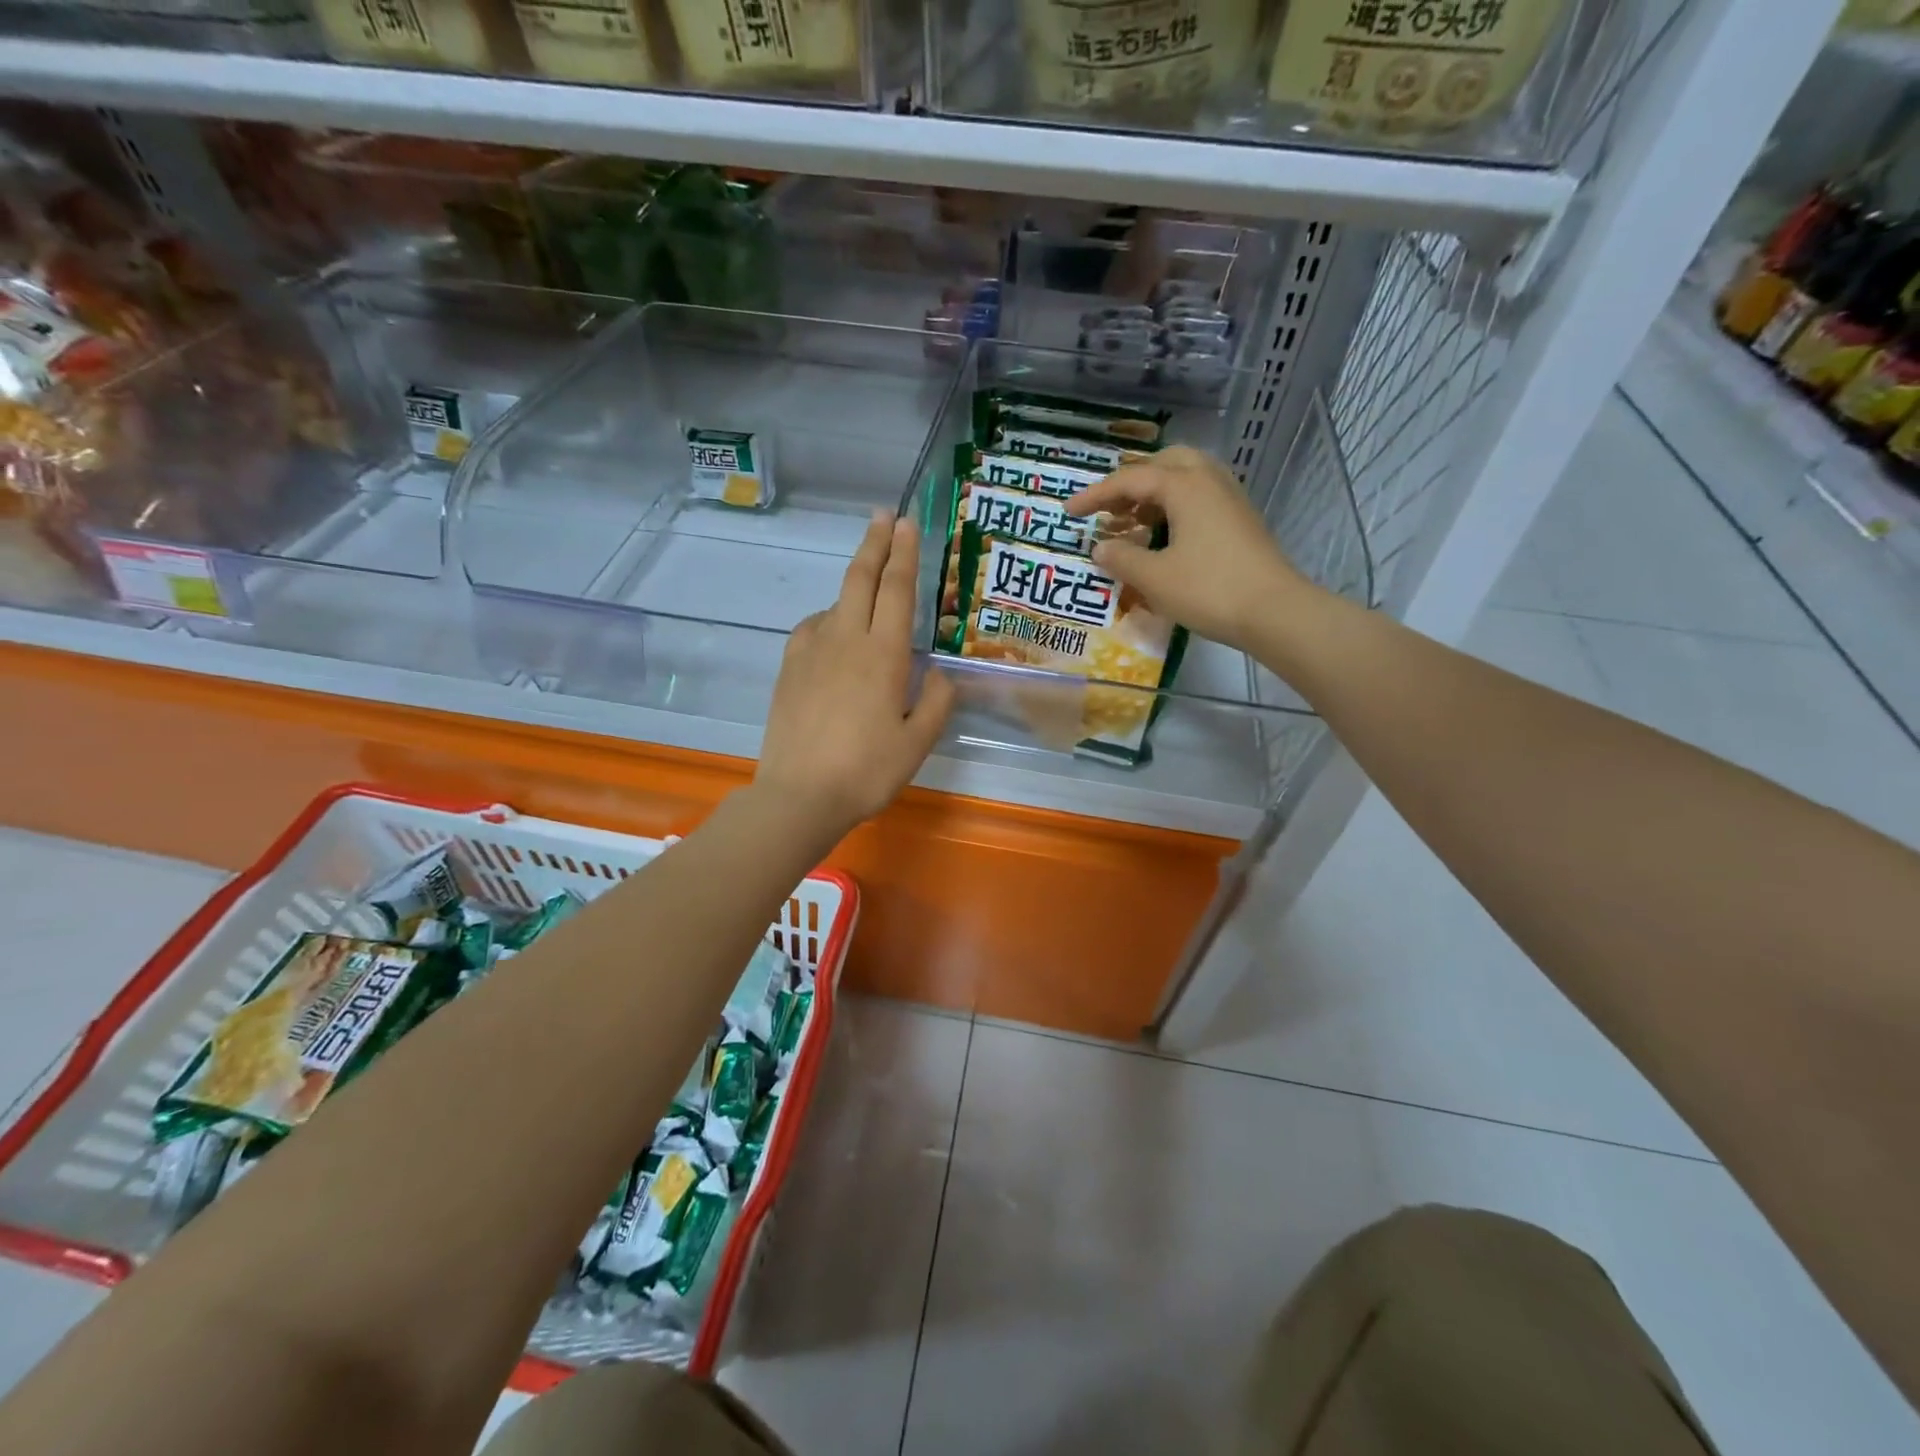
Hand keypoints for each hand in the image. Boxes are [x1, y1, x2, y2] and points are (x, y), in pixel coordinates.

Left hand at [754, 512, 954, 840]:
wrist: (798, 796)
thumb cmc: (866, 772)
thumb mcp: (917, 743)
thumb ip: (935, 702)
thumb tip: (939, 672)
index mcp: (883, 655)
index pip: (897, 590)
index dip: (903, 553)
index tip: (906, 523)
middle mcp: (846, 640)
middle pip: (860, 579)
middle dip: (874, 543)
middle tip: (884, 516)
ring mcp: (811, 651)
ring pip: (836, 603)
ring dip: (854, 587)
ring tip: (869, 594)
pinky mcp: (789, 668)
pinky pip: (813, 628)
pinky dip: (829, 619)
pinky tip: (835, 635)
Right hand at [1066, 446, 1312, 652]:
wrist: (1274, 611)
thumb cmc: (1209, 590)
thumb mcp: (1155, 578)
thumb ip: (1122, 558)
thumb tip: (1100, 548)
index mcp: (1185, 486)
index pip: (1130, 479)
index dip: (1095, 495)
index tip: (1068, 512)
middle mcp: (1209, 480)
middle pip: (1163, 464)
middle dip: (1131, 483)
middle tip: (1109, 509)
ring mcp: (1229, 498)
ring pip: (1186, 478)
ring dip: (1155, 494)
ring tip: (1133, 522)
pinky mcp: (1240, 519)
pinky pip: (1200, 497)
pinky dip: (1175, 507)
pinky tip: (1165, 536)